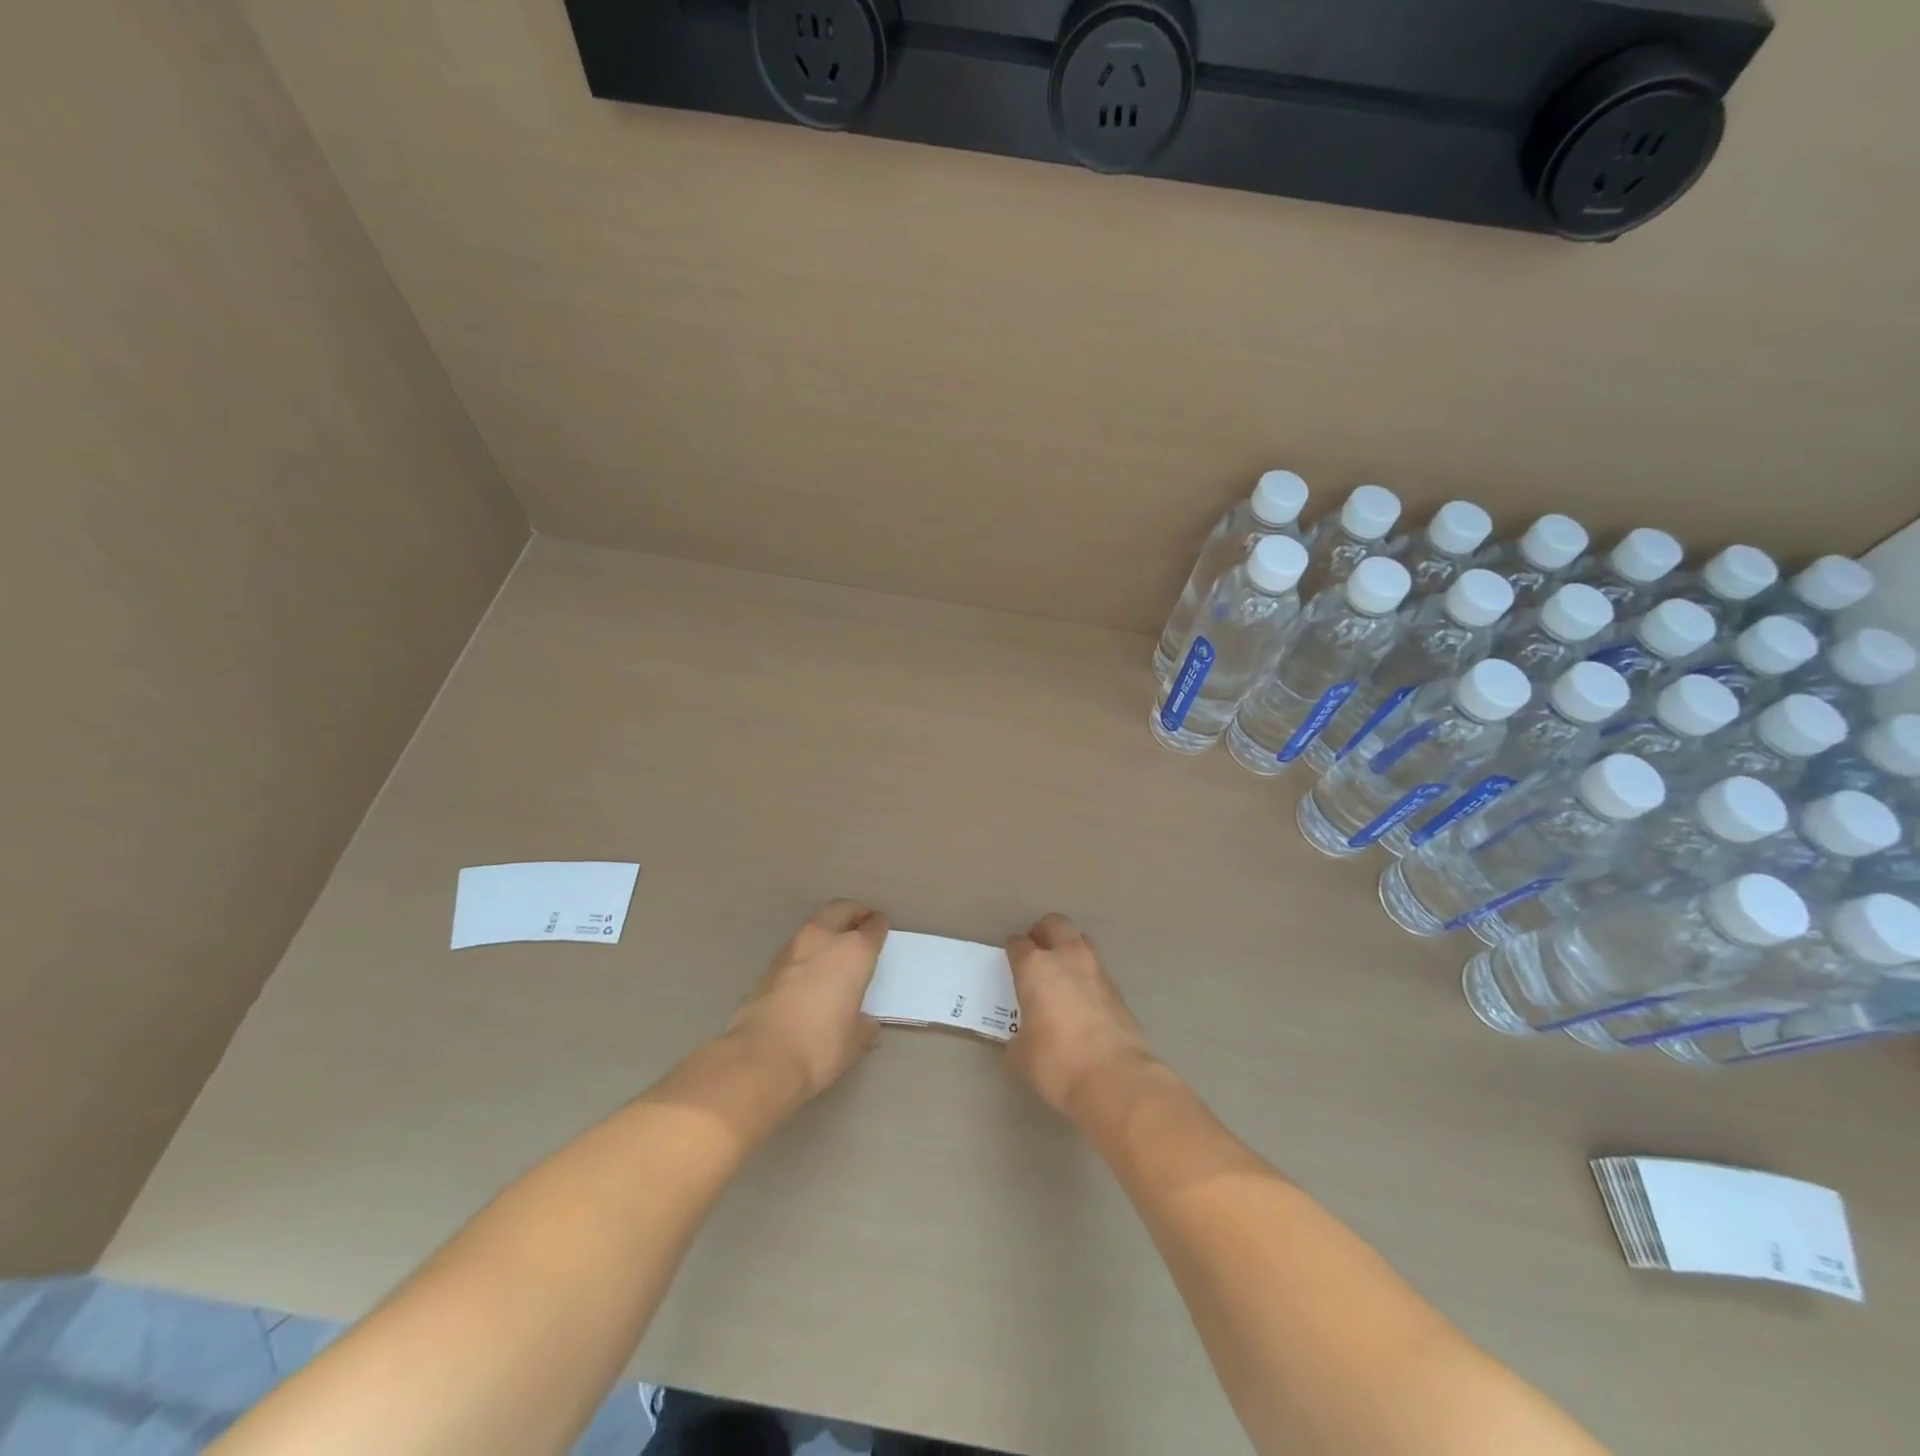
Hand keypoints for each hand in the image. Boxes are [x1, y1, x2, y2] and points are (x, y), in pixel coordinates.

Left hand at [723, 900, 888, 1105]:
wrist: (761, 1057)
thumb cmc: (820, 1046)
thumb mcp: (855, 1041)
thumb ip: (864, 1025)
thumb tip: (865, 1023)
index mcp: (854, 952)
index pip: (873, 928)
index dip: (879, 927)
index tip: (881, 929)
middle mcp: (824, 940)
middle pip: (842, 909)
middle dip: (853, 913)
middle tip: (860, 923)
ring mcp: (793, 949)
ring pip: (816, 924)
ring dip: (827, 929)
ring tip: (834, 948)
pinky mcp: (770, 965)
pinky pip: (797, 947)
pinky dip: (808, 951)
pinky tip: (810, 971)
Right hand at [1005, 913, 1157, 1120]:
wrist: (1116, 1078)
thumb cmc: (1057, 1063)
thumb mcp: (1022, 1053)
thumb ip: (1020, 1034)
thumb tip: (1026, 1034)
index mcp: (1035, 968)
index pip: (1018, 944)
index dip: (1012, 951)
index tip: (1011, 963)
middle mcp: (1066, 958)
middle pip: (1055, 924)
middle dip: (1043, 933)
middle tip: (1037, 954)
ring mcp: (1096, 970)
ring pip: (1081, 942)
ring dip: (1069, 950)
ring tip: (1061, 976)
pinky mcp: (1118, 989)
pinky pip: (1096, 970)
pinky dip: (1086, 976)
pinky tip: (1082, 1001)